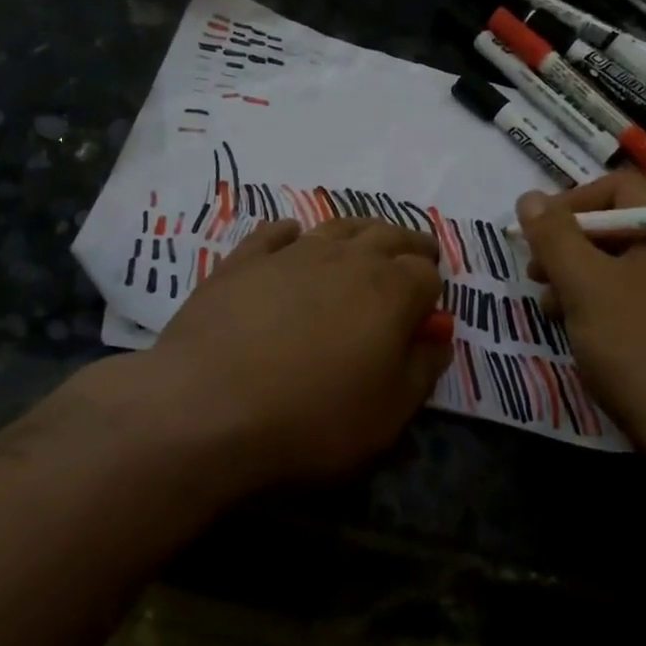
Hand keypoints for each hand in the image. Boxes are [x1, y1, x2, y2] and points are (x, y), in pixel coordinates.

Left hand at [135, 217, 451, 490]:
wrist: (207, 407)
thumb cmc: (312, 419)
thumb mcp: (389, 412)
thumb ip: (423, 368)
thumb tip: (438, 333)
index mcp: (391, 291)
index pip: (426, 274)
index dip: (432, 289)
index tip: (427, 309)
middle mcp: (347, 259)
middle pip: (389, 236)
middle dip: (409, 245)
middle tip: (415, 255)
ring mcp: (291, 254)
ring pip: (337, 226)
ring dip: (360, 231)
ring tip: (365, 241)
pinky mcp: (243, 260)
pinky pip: (275, 233)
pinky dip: (291, 233)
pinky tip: (291, 237)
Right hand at [516, 170, 645, 461]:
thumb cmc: (638, 345)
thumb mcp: (584, 285)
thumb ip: (554, 236)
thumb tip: (529, 197)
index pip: (619, 186)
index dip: (571, 202)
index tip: (537, 234)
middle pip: (620, 224)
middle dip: (570, 245)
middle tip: (536, 272)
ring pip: (625, 263)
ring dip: (580, 277)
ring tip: (551, 307)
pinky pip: (639, 294)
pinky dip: (604, 301)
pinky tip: (579, 328)